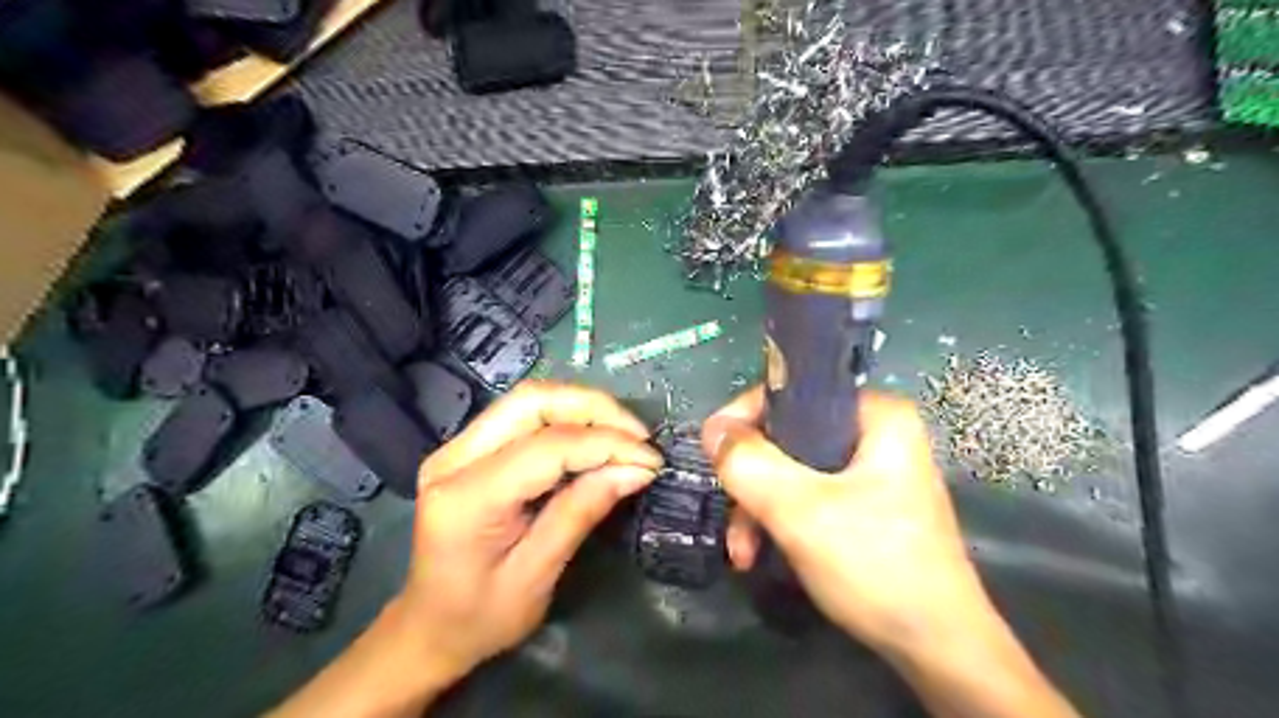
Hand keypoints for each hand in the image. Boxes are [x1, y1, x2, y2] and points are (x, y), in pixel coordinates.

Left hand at [398, 378, 659, 681]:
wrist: (428, 628)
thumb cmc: (480, 617)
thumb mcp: (537, 577)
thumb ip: (581, 513)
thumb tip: (636, 469)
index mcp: (466, 498)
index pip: (547, 447)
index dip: (605, 444)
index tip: (650, 459)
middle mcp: (454, 458)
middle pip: (532, 401)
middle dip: (595, 409)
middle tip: (639, 436)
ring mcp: (457, 447)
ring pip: (529, 399)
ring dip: (583, 408)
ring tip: (624, 435)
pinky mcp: (468, 447)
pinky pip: (524, 415)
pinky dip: (567, 419)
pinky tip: (594, 438)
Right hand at [697, 388, 987, 655]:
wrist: (937, 649)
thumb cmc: (874, 564)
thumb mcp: (800, 509)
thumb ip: (748, 463)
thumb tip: (711, 429)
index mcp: (876, 416)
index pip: (793, 394)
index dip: (745, 419)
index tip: (713, 453)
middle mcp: (876, 434)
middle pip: (788, 438)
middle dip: (751, 482)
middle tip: (731, 517)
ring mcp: (872, 473)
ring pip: (793, 472)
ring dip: (760, 509)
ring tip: (743, 553)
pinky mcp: (866, 506)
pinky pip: (809, 497)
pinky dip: (781, 522)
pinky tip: (762, 555)